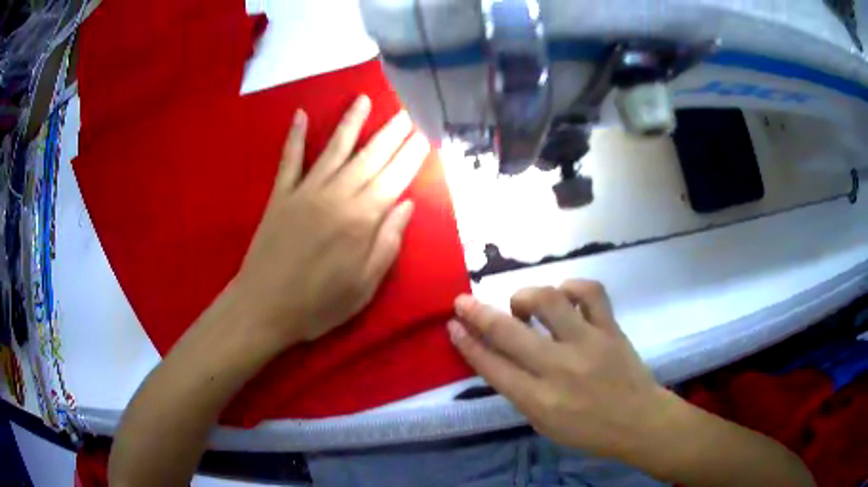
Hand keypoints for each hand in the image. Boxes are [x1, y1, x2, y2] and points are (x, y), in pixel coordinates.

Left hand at [233, 95, 429, 345]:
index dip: (411, 156)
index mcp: (362, 220)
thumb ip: (388, 242)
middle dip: (391, 132)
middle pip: (370, 156)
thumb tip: (407, 204)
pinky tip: (300, 114)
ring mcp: (305, 191)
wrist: (264, 308)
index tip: (425, 135)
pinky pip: (289, 160)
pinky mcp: (281, 195)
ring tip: (364, 100)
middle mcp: (337, 195)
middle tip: (407, 110)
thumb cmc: (319, 304)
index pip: (395, 178)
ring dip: (351, 122)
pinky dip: (293, 136)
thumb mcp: (365, 286)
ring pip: (334, 148)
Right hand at [448, 280, 672, 459]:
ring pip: (549, 301)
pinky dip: (572, 287)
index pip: (492, 366)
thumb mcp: (544, 424)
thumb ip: (520, 392)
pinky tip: (565, 295)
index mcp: (539, 399)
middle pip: (509, 332)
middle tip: (463, 301)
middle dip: (478, 313)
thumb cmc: (588, 431)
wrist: (639, 421)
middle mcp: (559, 368)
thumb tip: (499, 358)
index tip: (453, 325)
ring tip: (523, 305)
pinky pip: (590, 292)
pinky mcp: (611, 328)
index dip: (467, 343)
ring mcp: (588, 343)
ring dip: (526, 296)